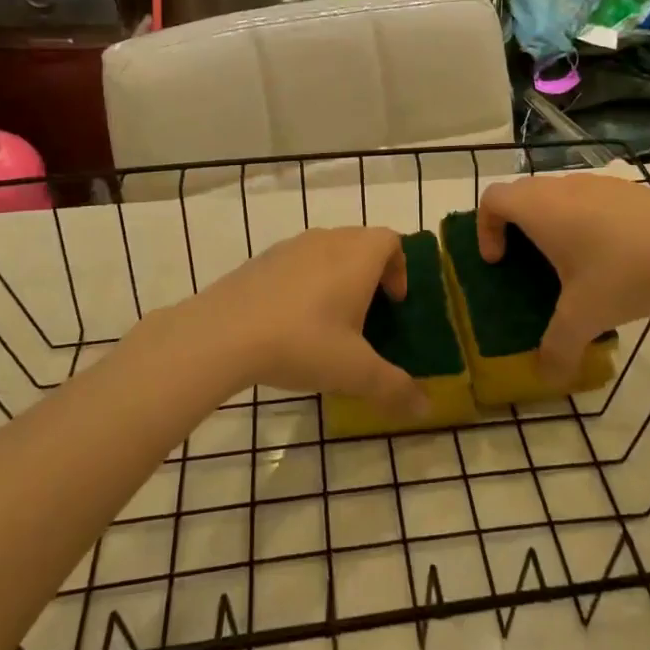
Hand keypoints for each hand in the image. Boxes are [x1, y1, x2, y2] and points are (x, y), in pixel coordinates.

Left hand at [181, 227, 424, 415]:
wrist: (222, 334)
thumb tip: (427, 409)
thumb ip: (394, 388)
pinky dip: (305, 282)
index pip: (391, 240)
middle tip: (368, 312)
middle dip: (370, 272)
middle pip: (360, 242)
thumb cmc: (303, 342)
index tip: (394, 302)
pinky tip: (291, 321)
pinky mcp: (260, 260)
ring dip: (337, 275)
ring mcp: (290, 247)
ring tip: (330, 318)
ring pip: (326, 250)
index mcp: (358, 256)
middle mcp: (327, 240)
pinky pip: (296, 263)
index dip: (400, 267)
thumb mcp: (355, 372)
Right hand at [477, 175, 649, 387]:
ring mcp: (600, 183)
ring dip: (553, 223)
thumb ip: (558, 349)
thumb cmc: (623, 273)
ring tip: (572, 264)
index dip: (485, 228)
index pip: (493, 199)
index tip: (499, 261)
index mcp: (540, 209)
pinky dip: (585, 221)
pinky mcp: (630, 190)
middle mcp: (564, 188)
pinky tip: (613, 258)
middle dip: (516, 226)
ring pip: (559, 194)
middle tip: (527, 263)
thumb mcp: (584, 318)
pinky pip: (591, 199)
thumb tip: (546, 377)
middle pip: (523, 193)